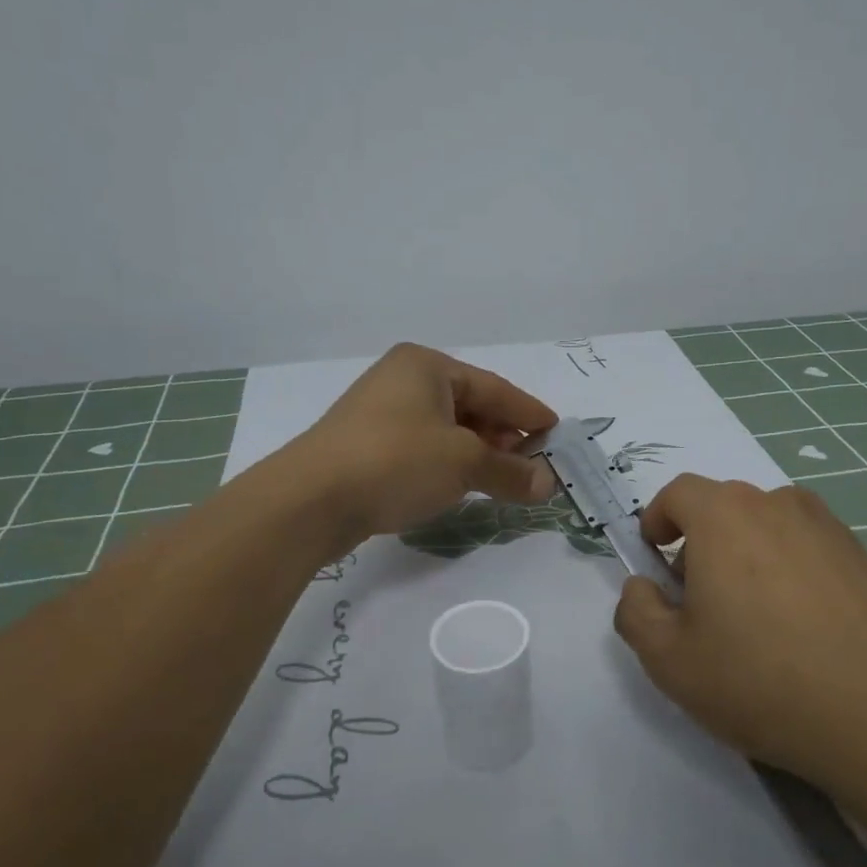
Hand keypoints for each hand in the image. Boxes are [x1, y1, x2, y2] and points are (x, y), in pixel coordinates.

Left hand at [292, 343, 558, 545]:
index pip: (493, 388)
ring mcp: (380, 412)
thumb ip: (510, 472)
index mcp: (427, 366)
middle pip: (469, 406)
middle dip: (502, 437)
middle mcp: (403, 380)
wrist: (310, 499)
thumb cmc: (396, 461)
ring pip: (445, 430)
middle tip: (530, 464)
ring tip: (499, 479)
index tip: (556, 432)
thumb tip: (548, 484)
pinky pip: (422, 448)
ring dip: (476, 454)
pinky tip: (459, 485)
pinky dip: (447, 464)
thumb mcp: (463, 464)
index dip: (528, 412)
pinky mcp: (366, 445)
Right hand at [613, 474, 866, 793]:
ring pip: (767, 526)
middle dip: (699, 542)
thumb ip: (636, 612)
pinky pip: (806, 547)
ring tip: (752, 616)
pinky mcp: (863, 556)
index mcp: (724, 516)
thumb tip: (642, 588)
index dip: (657, 519)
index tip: (655, 558)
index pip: (679, 492)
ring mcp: (828, 527)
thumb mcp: (669, 660)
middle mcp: (777, 505)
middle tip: (699, 601)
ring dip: (746, 554)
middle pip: (724, 507)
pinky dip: (788, 569)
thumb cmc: (760, 680)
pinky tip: (800, 627)